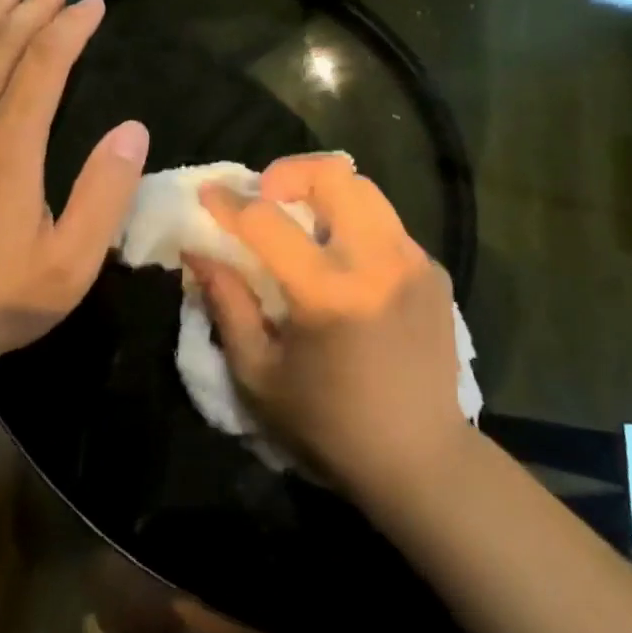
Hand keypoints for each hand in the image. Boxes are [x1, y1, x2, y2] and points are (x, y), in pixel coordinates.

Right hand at [189, 154, 469, 495]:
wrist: (421, 459)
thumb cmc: (328, 424)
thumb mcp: (258, 374)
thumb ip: (227, 304)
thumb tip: (197, 250)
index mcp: (328, 292)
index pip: (266, 221)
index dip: (228, 202)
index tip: (207, 194)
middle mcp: (378, 261)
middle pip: (333, 175)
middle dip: (288, 173)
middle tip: (266, 198)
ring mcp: (413, 261)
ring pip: (365, 188)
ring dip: (324, 192)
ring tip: (302, 221)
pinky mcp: (434, 270)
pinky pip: (387, 223)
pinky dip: (355, 224)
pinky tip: (343, 261)